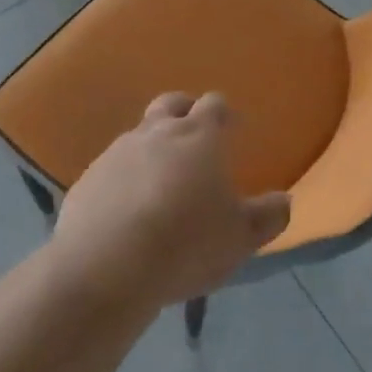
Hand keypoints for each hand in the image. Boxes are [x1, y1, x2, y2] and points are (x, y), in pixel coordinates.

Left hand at [53, 92, 290, 312]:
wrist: (106, 268)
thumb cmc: (186, 244)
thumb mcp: (240, 238)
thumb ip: (268, 216)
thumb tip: (284, 201)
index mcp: (200, 136)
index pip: (214, 104)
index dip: (223, 113)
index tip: (231, 129)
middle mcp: (157, 132)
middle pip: (171, 103)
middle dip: (184, 111)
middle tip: (193, 137)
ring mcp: (117, 153)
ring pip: (138, 135)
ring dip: (151, 148)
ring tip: (159, 183)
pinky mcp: (87, 180)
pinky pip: (110, 169)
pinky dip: (122, 179)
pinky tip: (126, 211)